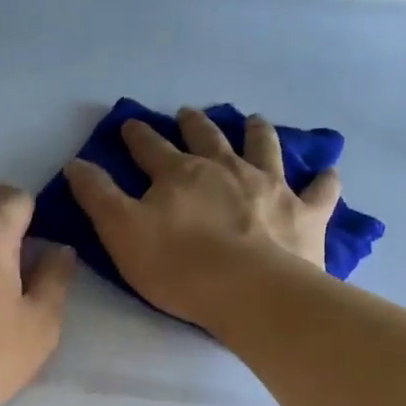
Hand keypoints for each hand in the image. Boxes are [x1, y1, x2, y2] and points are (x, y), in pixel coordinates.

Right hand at [63, 107, 338, 330]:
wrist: (250, 292)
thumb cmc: (178, 266)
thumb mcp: (121, 232)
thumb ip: (98, 196)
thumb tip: (76, 163)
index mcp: (180, 174)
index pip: (151, 148)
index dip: (138, 136)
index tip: (131, 124)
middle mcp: (226, 169)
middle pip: (208, 138)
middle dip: (195, 124)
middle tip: (190, 113)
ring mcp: (270, 187)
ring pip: (264, 148)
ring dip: (258, 133)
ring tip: (255, 120)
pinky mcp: (305, 214)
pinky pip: (319, 192)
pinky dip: (324, 181)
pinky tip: (328, 172)